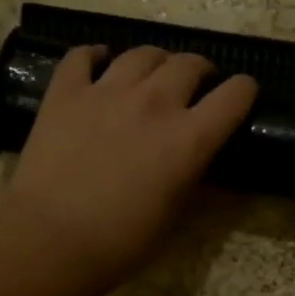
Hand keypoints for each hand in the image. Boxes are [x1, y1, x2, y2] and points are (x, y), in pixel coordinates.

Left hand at [8, 44, 257, 278]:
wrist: (50, 240)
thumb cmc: (122, 241)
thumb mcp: (175, 218)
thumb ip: (198, 185)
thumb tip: (215, 174)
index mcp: (189, 138)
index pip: (234, 95)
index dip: (244, 91)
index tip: (241, 96)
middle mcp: (154, 102)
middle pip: (189, 63)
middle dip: (200, 70)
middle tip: (195, 85)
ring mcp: (106, 91)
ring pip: (142, 54)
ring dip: (156, 61)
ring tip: (152, 74)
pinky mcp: (65, 92)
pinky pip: (82, 55)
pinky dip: (95, 55)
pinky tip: (99, 62)